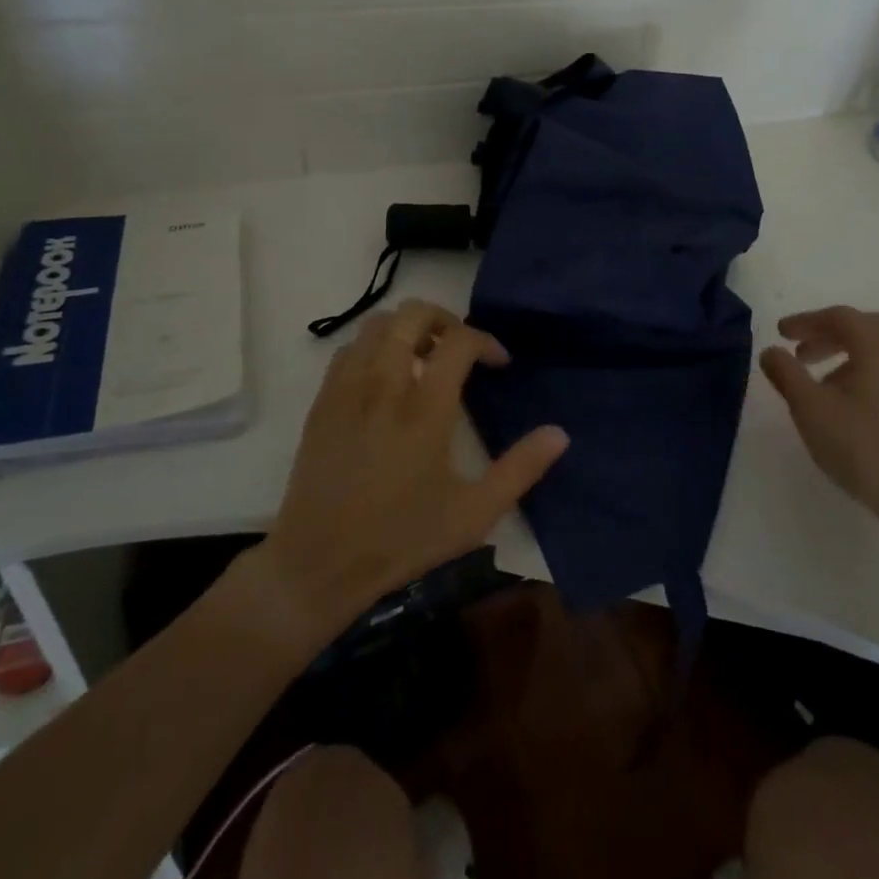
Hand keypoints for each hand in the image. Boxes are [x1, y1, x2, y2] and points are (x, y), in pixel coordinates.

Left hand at [256, 299, 568, 635]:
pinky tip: (384, 379)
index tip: (498, 363)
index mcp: (425, 409)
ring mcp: (347, 389)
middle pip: (411, 315)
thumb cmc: (402, 538)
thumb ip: (520, 469)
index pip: (459, 341)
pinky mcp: (322, 402)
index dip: (485, 341)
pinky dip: (373, 347)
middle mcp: (383, 385)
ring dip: (406, 329)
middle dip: (443, 318)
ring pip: (376, 325)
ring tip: (424, 359)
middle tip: (459, 348)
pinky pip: (348, 349)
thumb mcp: (473, 513)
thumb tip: (559, 434)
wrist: (319, 563)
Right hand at [759, 306, 878, 536]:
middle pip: (866, 327)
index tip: (781, 334)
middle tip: (802, 354)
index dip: (806, 321)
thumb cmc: (865, 448)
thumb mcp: (811, 409)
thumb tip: (771, 351)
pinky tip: (860, 402)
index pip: (839, 317)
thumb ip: (786, 374)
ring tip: (826, 382)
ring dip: (852, 355)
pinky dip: (874, 372)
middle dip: (830, 335)